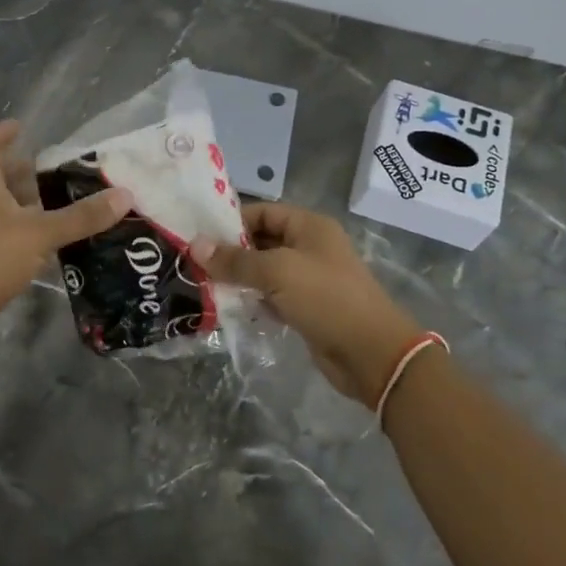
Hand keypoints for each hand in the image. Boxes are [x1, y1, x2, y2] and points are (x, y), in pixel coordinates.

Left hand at [0, 122, 132, 324]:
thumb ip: (81, 216)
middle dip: (21, 172)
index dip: (1, 134)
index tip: (20, 126)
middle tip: (53, 170)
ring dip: (22, 203)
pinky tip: (42, 242)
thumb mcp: (41, 233)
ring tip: (56, 204)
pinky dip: (20, 230)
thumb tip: (125, 195)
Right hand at [193, 204, 424, 407]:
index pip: (263, 212)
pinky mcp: (308, 308)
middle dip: (231, 252)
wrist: (371, 353)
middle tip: (194, 263)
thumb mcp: (277, 272)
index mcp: (310, 226)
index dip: (232, 221)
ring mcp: (310, 279)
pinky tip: (230, 307)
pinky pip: (273, 296)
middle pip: (263, 241)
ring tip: (203, 285)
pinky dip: (254, 300)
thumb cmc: (326, 298)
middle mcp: (310, 247)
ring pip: (266, 271)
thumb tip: (195, 245)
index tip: (199, 236)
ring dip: (240, 278)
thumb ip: (236, 260)